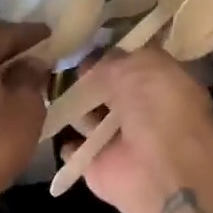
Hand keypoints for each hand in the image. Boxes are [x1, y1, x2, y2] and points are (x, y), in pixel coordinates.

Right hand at [61, 48, 212, 212]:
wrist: (160, 170)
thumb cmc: (159, 108)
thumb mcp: (141, 65)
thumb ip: (116, 59)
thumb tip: (92, 60)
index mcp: (164, 84)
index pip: (135, 63)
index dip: (113, 53)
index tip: (85, 42)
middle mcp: (144, 111)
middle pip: (110, 90)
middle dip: (89, 79)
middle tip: (60, 62)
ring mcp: (119, 140)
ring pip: (89, 117)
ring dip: (74, 106)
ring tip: (47, 87)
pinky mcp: (97, 165)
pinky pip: (75, 149)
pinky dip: (66, 142)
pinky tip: (49, 123)